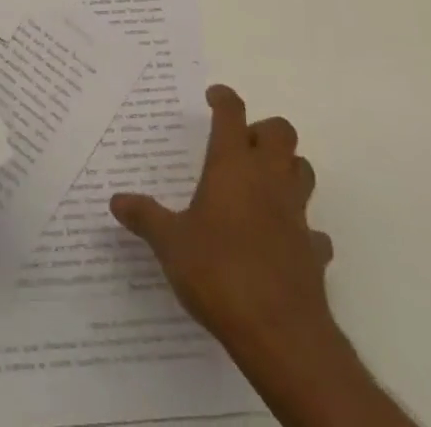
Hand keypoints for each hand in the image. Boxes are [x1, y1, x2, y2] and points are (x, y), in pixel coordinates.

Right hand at [111, 86, 414, 426]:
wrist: (281, 333)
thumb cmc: (219, 273)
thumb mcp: (171, 244)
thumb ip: (146, 218)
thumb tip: (116, 200)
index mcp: (233, 165)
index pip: (232, 113)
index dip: (224, 98)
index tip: (213, 96)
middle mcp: (268, 178)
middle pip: (280, 131)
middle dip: (263, 131)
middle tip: (240, 145)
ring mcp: (296, 213)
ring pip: (302, 170)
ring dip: (287, 169)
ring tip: (262, 185)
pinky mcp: (313, 250)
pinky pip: (313, 229)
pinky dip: (301, 228)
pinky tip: (284, 241)